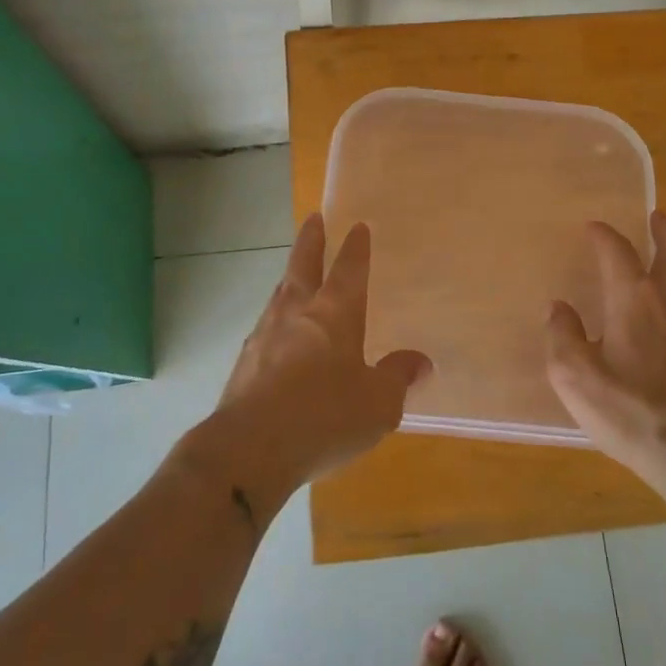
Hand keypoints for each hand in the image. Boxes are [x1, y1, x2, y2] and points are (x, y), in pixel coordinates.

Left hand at [207, 214, 431, 499]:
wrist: (250, 447)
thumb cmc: (324, 416)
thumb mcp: (378, 403)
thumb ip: (398, 376)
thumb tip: (420, 361)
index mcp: (335, 313)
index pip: (348, 269)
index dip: (355, 247)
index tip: (358, 226)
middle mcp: (298, 312)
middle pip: (303, 264)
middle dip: (311, 239)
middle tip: (313, 218)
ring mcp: (266, 333)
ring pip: (280, 292)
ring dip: (290, 277)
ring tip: (295, 274)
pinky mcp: (245, 360)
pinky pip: (266, 326)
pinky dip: (276, 318)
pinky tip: (278, 334)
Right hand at [545, 211, 665, 496]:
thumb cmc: (630, 410)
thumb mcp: (575, 377)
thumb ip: (562, 337)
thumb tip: (559, 309)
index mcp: (633, 299)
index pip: (618, 251)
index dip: (604, 235)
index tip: (593, 227)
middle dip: (664, 229)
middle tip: (656, 217)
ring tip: (664, 259)